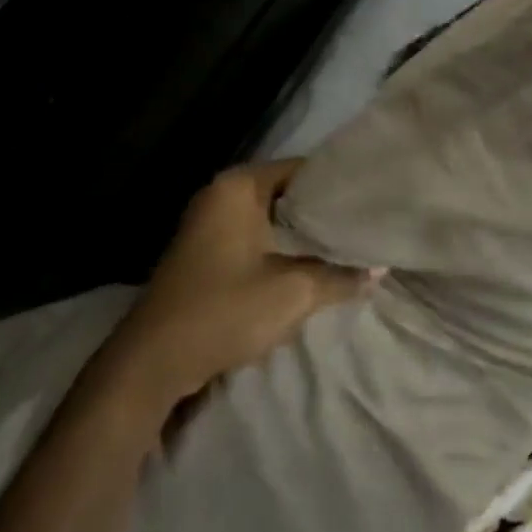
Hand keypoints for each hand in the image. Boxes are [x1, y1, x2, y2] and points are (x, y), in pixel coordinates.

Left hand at [104, 159, 376, 411]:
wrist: (153, 362)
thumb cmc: (224, 310)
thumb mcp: (294, 293)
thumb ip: (340, 276)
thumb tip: (378, 268)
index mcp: (239, 187)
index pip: (303, 169)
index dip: (339, 184)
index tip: (372, 199)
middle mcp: (222, 195)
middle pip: (288, 193)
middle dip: (325, 212)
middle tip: (367, 225)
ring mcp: (211, 224)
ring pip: (273, 219)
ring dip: (306, 235)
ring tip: (351, 245)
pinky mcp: (208, 253)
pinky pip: (257, 238)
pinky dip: (284, 249)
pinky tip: (315, 265)